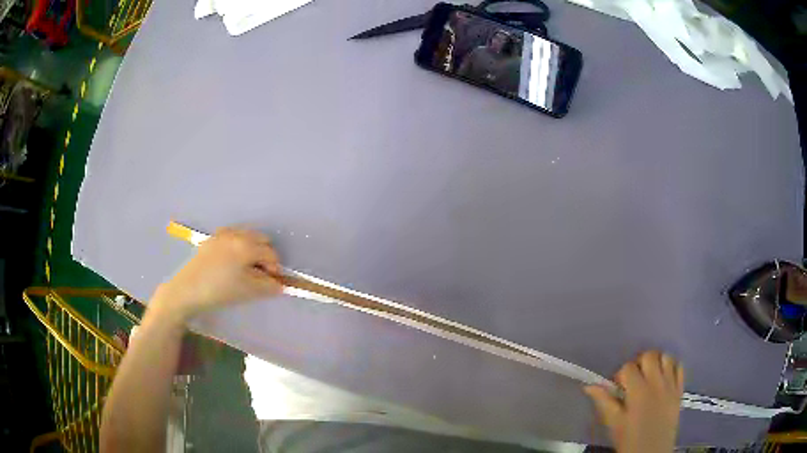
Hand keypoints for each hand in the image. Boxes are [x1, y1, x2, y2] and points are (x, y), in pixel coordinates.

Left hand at [152, 227, 282, 319]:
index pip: (270, 253)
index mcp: (247, 245)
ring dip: (253, 249)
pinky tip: (232, 263)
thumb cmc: (220, 291)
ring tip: (246, 269)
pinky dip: (239, 246)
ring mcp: (223, 234)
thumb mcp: (248, 291)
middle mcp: (237, 234)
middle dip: (265, 255)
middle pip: (261, 239)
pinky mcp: (212, 238)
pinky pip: (233, 236)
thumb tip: (279, 284)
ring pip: (247, 235)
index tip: (271, 282)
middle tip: (260, 274)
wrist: (187, 289)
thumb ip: (268, 286)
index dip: (275, 268)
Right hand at [584, 351, 684, 452]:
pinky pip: (680, 367)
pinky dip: (672, 367)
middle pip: (649, 356)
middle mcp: (657, 382)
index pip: (628, 367)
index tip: (617, 388)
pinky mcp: (680, 389)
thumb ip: (604, 401)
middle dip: (639, 363)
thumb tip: (589, 386)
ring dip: (657, 362)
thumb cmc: (629, 439)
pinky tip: (664, 377)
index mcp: (638, 391)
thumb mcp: (613, 423)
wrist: (651, 452)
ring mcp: (671, 384)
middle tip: (633, 379)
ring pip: (666, 357)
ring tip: (649, 376)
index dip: (620, 375)